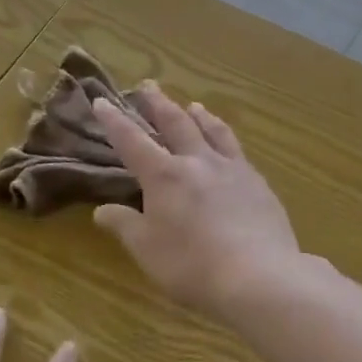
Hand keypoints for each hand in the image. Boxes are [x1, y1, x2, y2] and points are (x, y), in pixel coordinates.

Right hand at [92, 86, 301, 312]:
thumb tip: (101, 210)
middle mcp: (197, 161)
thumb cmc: (192, 265)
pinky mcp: (259, 184)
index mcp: (164, 175)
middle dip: (158, 103)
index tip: (102, 100)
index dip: (115, 120)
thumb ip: (125, 225)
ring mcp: (232, 169)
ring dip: (199, 115)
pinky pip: (238, 151)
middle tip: (149, 85)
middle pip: (176, 123)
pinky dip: (227, 140)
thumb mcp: (147, 250)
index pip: (132, 141)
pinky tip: (230, 148)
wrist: (260, 276)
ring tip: (194, 105)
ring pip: (213, 131)